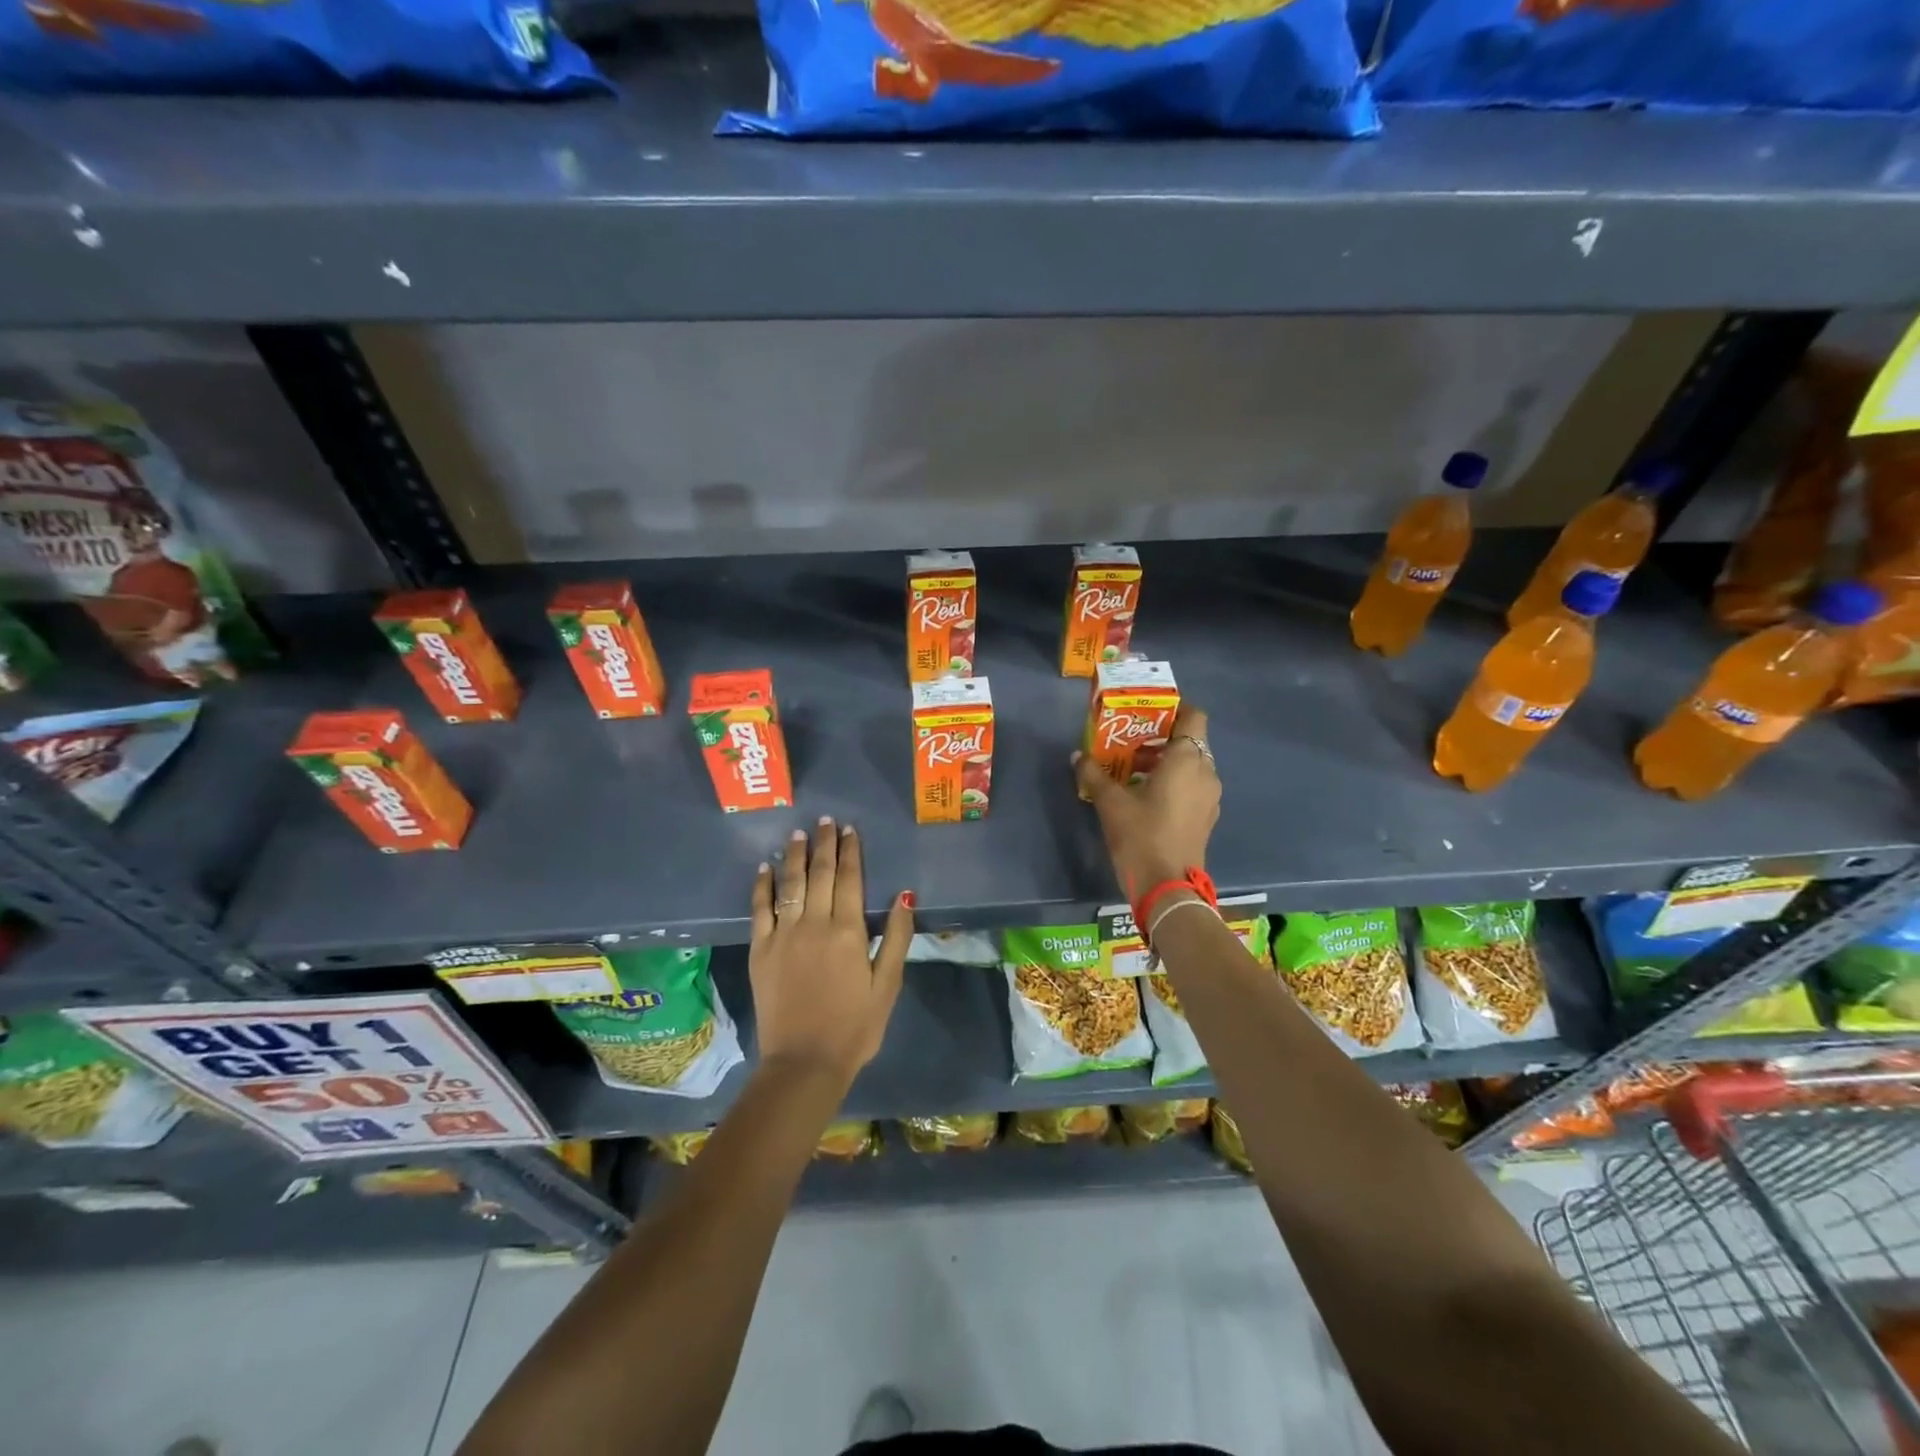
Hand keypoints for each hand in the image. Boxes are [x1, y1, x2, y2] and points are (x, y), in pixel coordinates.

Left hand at [749, 817, 912, 1088]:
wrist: (804, 1063)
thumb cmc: (854, 1027)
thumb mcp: (887, 985)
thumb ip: (896, 937)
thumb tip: (904, 895)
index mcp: (848, 931)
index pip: (849, 879)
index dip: (851, 851)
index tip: (850, 830)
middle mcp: (814, 924)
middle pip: (819, 874)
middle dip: (824, 844)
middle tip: (826, 821)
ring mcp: (783, 936)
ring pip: (790, 884)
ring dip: (795, 856)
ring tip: (799, 833)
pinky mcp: (760, 950)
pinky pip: (759, 909)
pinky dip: (763, 886)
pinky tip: (766, 868)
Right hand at [1074, 703, 1220, 901]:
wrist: (1167, 888)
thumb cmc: (1141, 836)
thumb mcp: (1110, 803)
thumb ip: (1093, 774)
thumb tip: (1077, 756)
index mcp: (1187, 760)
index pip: (1194, 716)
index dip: (1175, 708)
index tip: (1148, 711)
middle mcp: (1206, 772)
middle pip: (1191, 740)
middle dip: (1163, 736)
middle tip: (1131, 740)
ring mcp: (1210, 797)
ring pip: (1192, 764)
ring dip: (1167, 760)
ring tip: (1133, 768)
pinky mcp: (1206, 817)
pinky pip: (1193, 785)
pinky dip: (1174, 781)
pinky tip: (1146, 794)